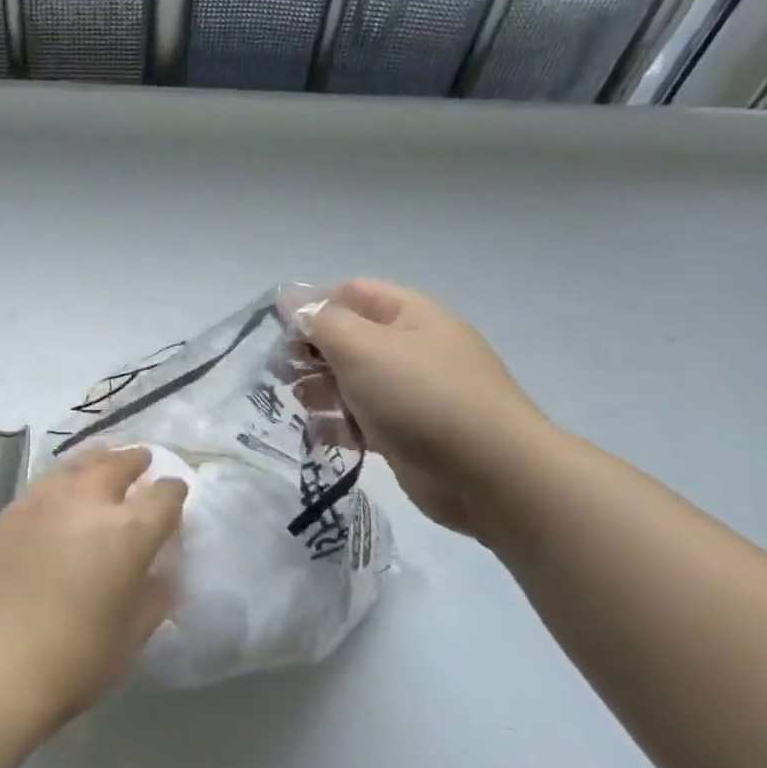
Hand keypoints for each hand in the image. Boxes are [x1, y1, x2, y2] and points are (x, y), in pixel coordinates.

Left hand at [0, 446, 187, 725]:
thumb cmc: (73, 660)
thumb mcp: (130, 636)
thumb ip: (153, 597)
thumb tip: (160, 573)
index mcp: (128, 532)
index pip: (163, 496)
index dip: (173, 491)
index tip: (176, 491)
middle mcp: (86, 503)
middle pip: (117, 466)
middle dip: (134, 460)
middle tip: (142, 459)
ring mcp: (41, 503)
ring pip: (75, 466)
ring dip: (95, 461)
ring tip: (102, 460)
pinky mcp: (6, 514)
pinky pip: (41, 487)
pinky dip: (60, 483)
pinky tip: (57, 495)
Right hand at [300, 279, 554, 536]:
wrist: (489, 474)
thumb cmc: (422, 397)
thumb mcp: (363, 348)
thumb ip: (322, 322)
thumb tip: (291, 300)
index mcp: (410, 315)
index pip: (351, 293)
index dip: (312, 305)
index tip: (276, 331)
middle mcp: (412, 348)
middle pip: (348, 338)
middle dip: (310, 352)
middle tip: (279, 373)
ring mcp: (411, 393)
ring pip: (351, 381)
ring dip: (319, 390)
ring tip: (297, 404)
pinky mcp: (406, 433)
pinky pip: (362, 420)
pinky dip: (338, 424)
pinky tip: (320, 435)